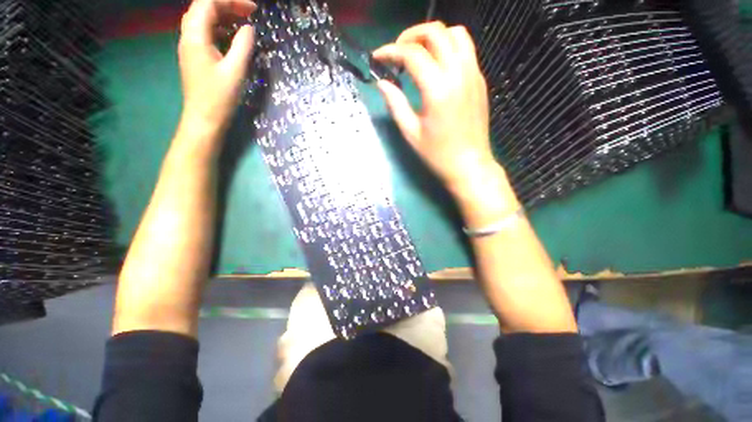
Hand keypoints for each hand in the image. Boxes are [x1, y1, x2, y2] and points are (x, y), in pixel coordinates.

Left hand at [178, 0, 256, 134]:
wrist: (204, 119)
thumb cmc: (219, 97)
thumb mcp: (235, 71)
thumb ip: (243, 46)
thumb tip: (249, 28)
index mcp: (195, 36)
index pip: (208, 3)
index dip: (231, 1)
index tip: (253, 9)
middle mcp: (189, 36)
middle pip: (204, 8)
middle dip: (227, 6)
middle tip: (250, 13)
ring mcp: (190, 46)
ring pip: (204, 20)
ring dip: (223, 17)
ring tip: (244, 22)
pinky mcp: (195, 57)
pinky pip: (206, 33)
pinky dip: (220, 29)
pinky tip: (233, 37)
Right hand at [373, 22, 497, 197]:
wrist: (469, 165)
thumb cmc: (437, 155)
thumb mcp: (411, 133)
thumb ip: (395, 104)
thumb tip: (382, 83)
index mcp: (438, 90)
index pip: (412, 54)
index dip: (390, 51)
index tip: (377, 58)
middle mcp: (459, 73)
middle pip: (436, 32)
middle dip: (410, 36)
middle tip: (397, 53)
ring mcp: (473, 74)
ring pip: (455, 33)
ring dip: (433, 37)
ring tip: (418, 54)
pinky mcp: (480, 80)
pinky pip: (466, 49)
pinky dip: (448, 47)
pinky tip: (436, 65)